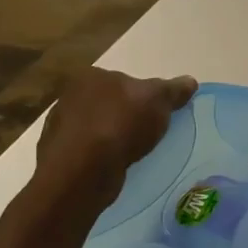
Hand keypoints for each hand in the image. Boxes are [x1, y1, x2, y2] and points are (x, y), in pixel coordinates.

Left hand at [27, 67, 195, 212]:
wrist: (83, 171)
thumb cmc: (121, 124)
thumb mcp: (158, 101)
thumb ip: (173, 90)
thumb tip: (190, 82)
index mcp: (92, 76)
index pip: (123, 81)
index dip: (141, 96)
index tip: (154, 113)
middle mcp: (70, 96)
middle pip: (109, 103)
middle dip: (125, 116)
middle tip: (146, 133)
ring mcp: (60, 126)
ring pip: (96, 128)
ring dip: (111, 138)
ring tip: (131, 154)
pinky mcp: (57, 155)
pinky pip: (87, 151)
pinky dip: (99, 157)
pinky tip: (113, 167)